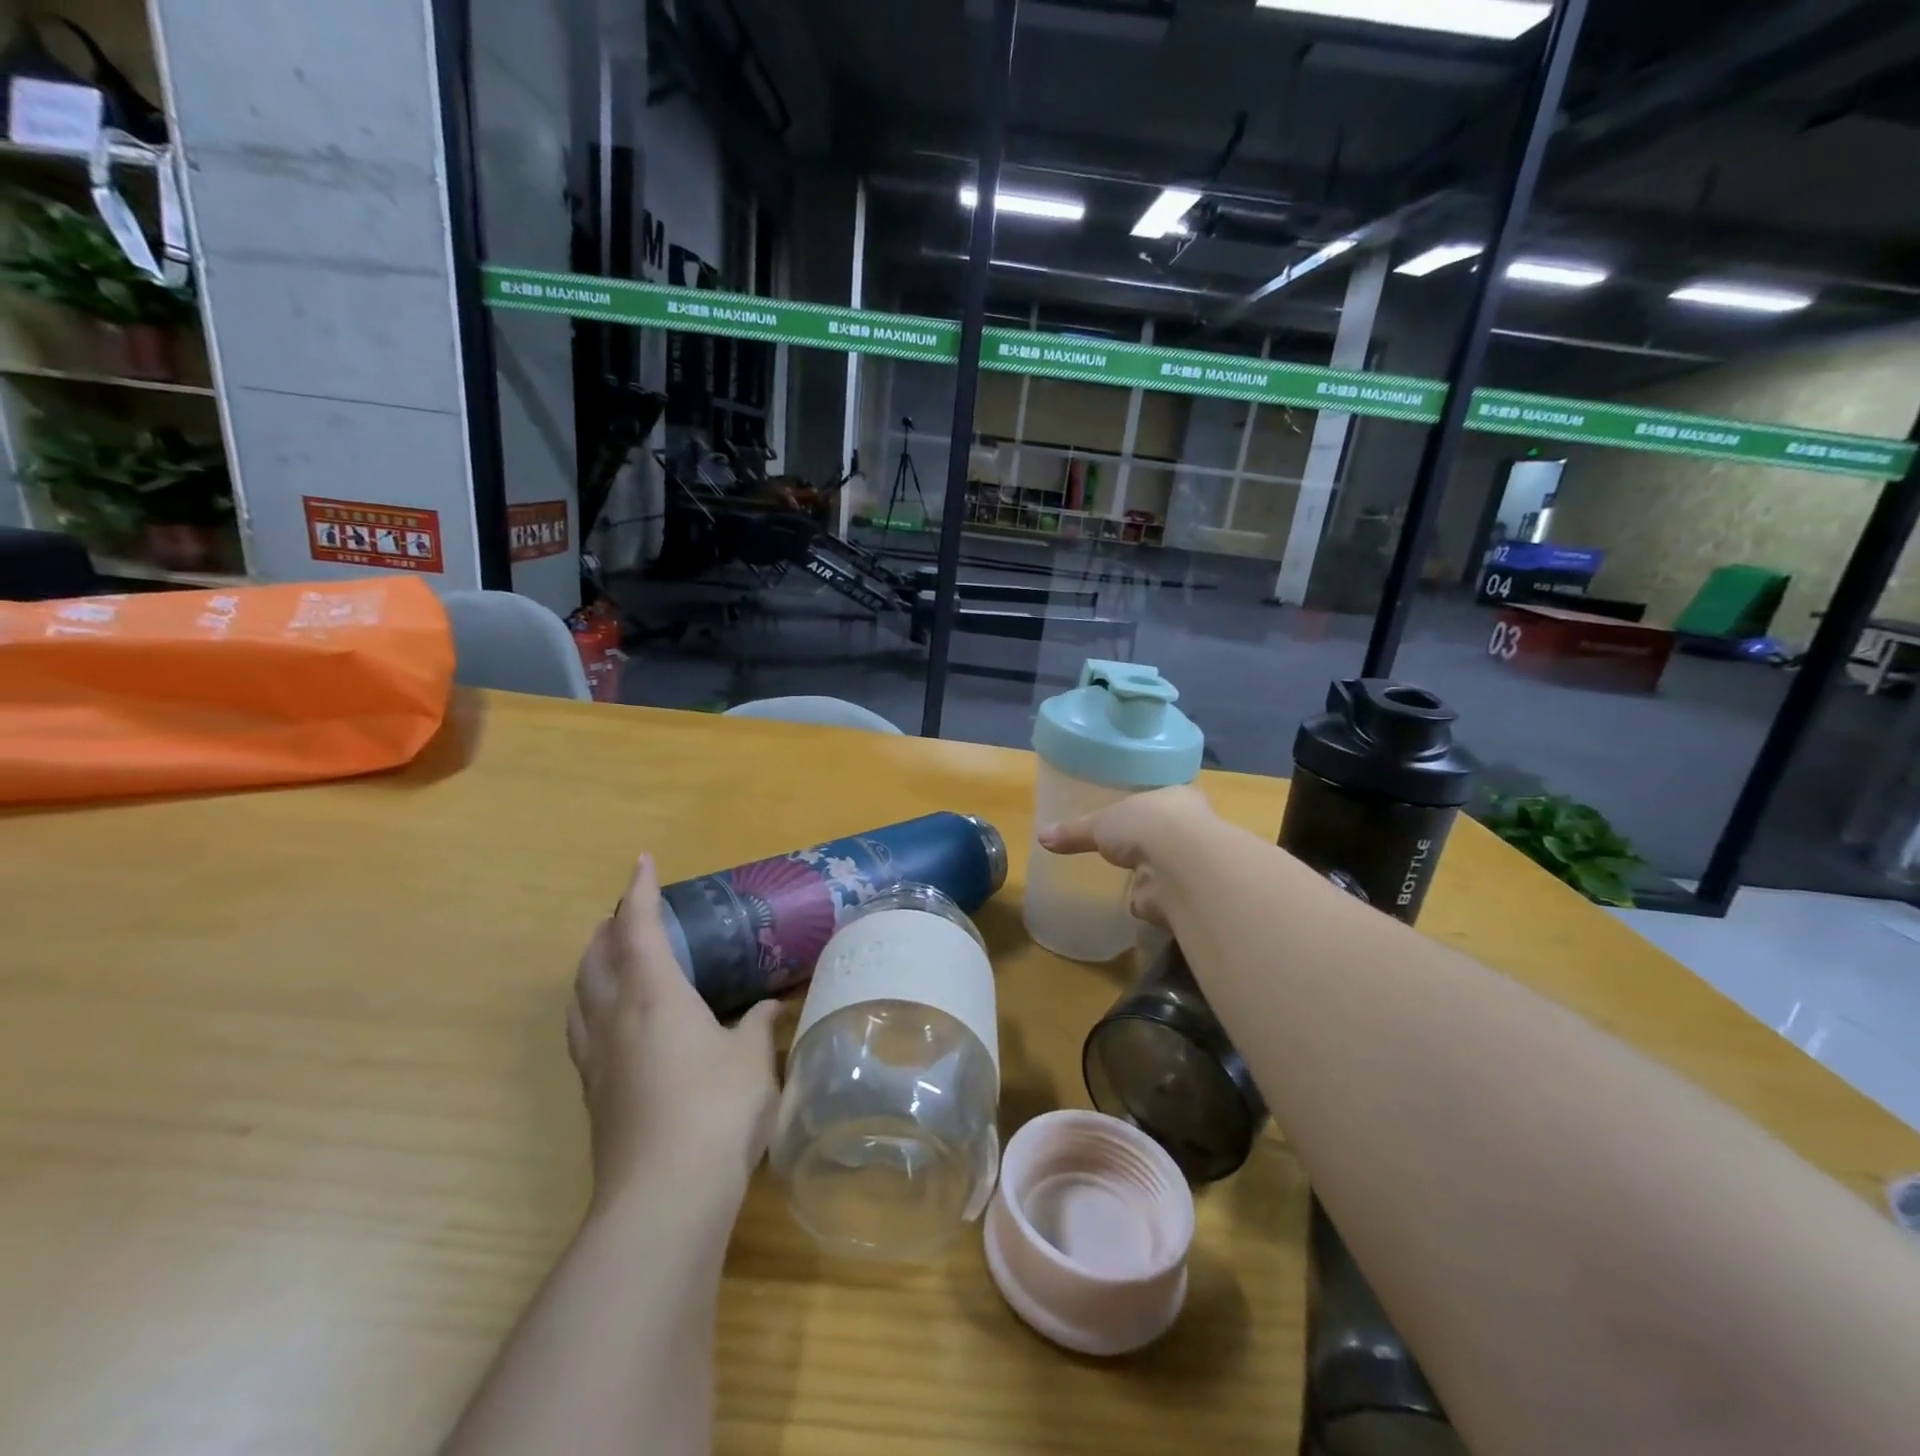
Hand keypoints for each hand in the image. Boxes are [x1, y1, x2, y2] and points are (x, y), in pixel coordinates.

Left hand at [567, 854, 779, 1211]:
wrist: (662, 1198)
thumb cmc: (716, 1110)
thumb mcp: (753, 1061)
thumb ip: (759, 1026)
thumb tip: (768, 1008)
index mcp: (654, 995)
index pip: (637, 928)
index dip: (638, 891)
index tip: (642, 862)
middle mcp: (615, 1017)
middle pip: (596, 957)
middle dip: (610, 926)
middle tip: (630, 912)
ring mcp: (596, 1058)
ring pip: (579, 994)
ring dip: (592, 964)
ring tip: (612, 956)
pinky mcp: (593, 1093)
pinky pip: (582, 1028)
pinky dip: (590, 1003)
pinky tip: (611, 1020)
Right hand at [1037, 784, 1216, 926]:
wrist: (1182, 865)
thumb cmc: (1145, 824)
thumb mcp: (1101, 822)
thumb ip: (1074, 832)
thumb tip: (1042, 837)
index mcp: (1176, 799)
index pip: (1165, 802)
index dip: (1150, 811)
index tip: (1136, 819)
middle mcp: (1193, 828)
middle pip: (1170, 836)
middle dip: (1152, 846)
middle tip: (1130, 853)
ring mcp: (1195, 865)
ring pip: (1171, 868)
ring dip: (1155, 877)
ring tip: (1134, 881)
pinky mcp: (1191, 897)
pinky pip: (1165, 899)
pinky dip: (1152, 903)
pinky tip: (1139, 905)